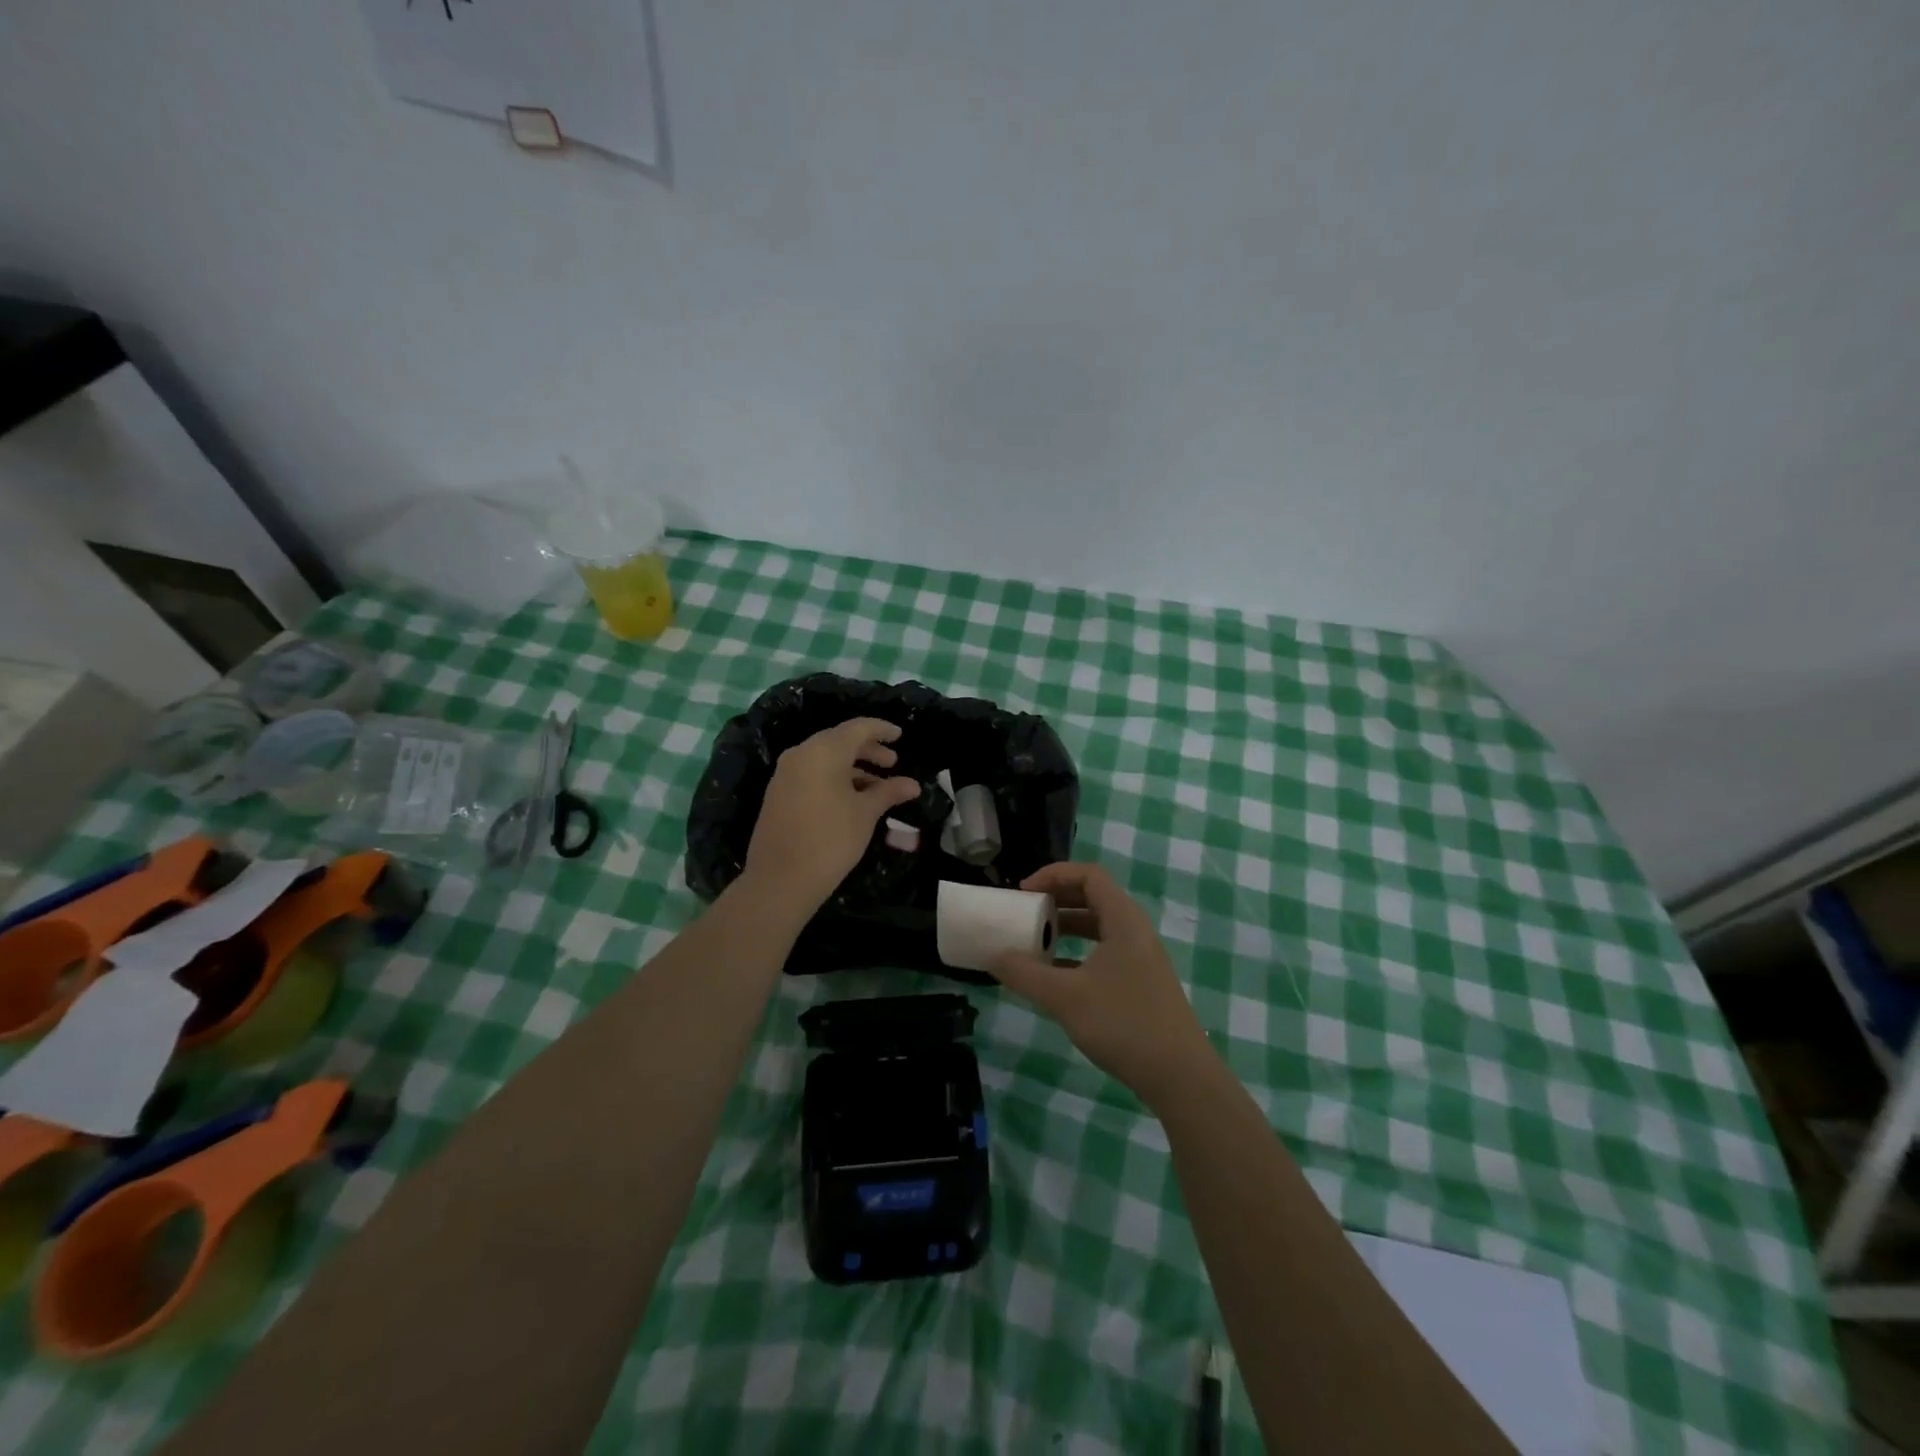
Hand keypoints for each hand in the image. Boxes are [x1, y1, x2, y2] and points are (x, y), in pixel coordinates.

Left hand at [743, 718, 919, 913]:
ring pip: (825, 759)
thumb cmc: (831, 840)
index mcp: (823, 751)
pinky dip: (834, 778)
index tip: (900, 735)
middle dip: (868, 750)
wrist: (780, 880)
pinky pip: (812, 774)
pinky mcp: (778, 793)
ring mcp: (785, 774)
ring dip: (853, 767)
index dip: (881, 729)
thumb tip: (912, 785)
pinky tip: (852, 799)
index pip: (858, 728)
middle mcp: (801, 754)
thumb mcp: (866, 814)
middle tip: (892, 763)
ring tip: (877, 787)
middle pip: (839, 741)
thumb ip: (889, 792)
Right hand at [988, 863, 1216, 1109]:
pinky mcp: (1141, 983)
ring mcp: (1141, 958)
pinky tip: (1055, 978)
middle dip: (1056, 899)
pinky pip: (1104, 952)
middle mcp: (1135, 931)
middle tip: (1025, 912)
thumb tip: (991, 956)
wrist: (1180, 1077)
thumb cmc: (1123, 1024)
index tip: (1024, 892)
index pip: (1089, 874)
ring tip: (1035, 943)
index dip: (1054, 874)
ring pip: (1098, 927)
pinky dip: (1077, 954)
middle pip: (1093, 897)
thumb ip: (1024, 974)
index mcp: (1123, 919)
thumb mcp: (1065, 998)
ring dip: (1065, 928)